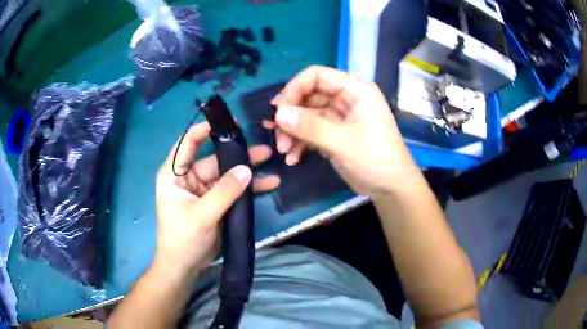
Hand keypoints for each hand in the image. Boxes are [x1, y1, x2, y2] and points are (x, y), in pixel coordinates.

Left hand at [155, 121, 279, 274]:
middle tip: (263, 149)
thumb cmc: (182, 238)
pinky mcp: (215, 202)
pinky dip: (249, 188)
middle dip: (238, 155)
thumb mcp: (202, 214)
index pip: (188, 142)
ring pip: (227, 175)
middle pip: (215, 159)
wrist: (184, 266)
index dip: (206, 129)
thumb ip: (224, 192)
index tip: (230, 122)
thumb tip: (246, 169)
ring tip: (271, 163)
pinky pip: (233, 190)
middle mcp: (189, 178)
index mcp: (175, 174)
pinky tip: (268, 185)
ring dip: (248, 171)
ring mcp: (204, 190)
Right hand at [265, 65, 418, 198]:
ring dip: (292, 131)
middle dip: (290, 114)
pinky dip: (300, 142)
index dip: (295, 88)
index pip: (317, 76)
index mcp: (355, 90)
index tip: (279, 109)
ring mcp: (339, 117)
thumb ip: (310, 126)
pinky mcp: (334, 134)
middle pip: (308, 96)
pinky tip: (293, 158)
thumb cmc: (376, 159)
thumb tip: (278, 114)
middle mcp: (345, 99)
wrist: (391, 188)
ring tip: (283, 150)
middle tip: (276, 133)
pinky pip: (311, 131)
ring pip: (306, 115)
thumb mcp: (343, 142)